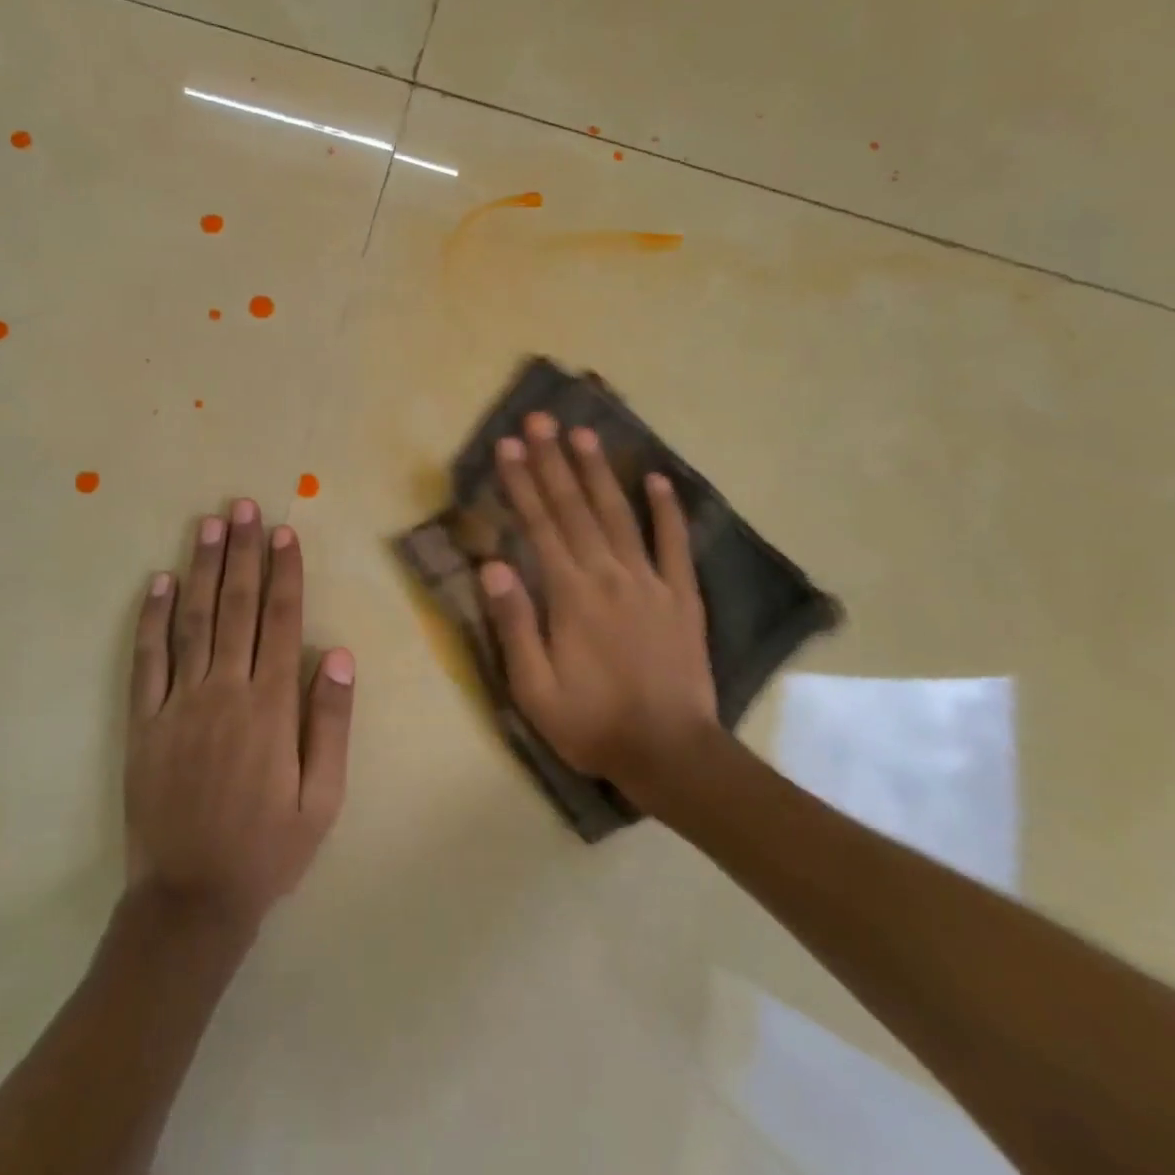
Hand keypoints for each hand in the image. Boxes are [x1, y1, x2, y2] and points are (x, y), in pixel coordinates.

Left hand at [125, 500, 354, 931]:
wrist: (191, 900)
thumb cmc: (269, 848)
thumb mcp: (323, 797)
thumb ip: (330, 722)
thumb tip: (337, 653)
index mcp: (272, 706)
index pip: (281, 621)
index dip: (284, 573)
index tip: (284, 532)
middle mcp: (224, 691)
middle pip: (235, 606)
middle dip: (243, 552)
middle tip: (244, 506)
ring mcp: (178, 703)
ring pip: (191, 620)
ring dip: (201, 568)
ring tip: (208, 524)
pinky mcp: (142, 722)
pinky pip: (146, 660)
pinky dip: (150, 618)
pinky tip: (156, 582)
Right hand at [478, 413, 717, 797]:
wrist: (671, 753)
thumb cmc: (592, 724)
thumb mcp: (534, 689)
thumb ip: (514, 625)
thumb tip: (492, 565)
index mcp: (570, 595)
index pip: (540, 526)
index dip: (521, 483)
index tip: (507, 446)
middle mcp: (609, 576)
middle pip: (576, 508)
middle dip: (554, 461)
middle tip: (540, 421)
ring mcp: (650, 582)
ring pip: (619, 515)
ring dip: (599, 473)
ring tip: (584, 434)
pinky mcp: (682, 597)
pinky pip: (674, 545)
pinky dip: (667, 510)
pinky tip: (657, 480)